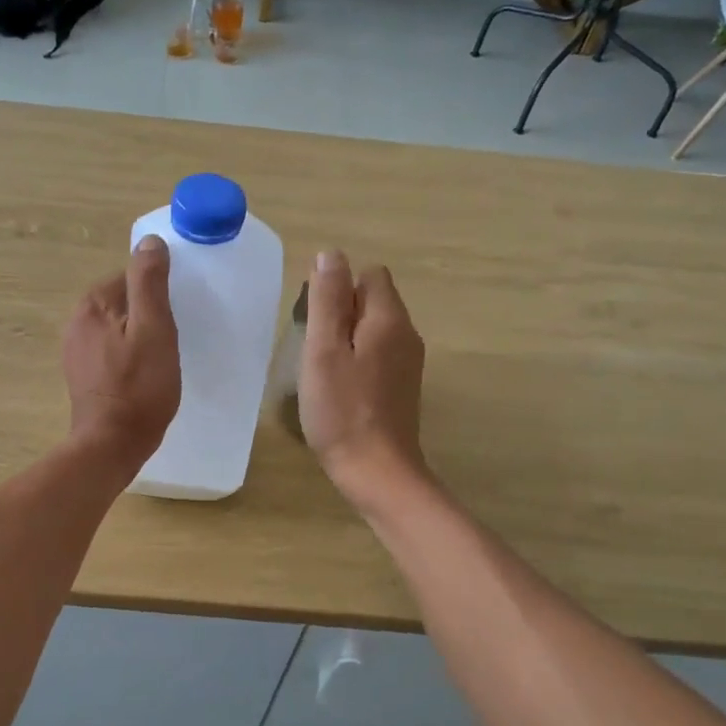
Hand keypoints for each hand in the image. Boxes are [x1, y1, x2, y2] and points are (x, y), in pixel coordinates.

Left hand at [62, 235, 180, 470]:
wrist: (112, 445)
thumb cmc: (139, 387)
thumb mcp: (154, 329)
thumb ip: (150, 283)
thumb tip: (150, 242)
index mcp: (93, 303)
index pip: (132, 277)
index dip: (158, 296)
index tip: (175, 318)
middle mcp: (77, 321)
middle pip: (123, 302)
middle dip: (147, 315)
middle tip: (171, 340)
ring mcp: (75, 349)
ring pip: (117, 327)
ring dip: (138, 336)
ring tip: (160, 359)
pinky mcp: (81, 374)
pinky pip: (110, 350)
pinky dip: (127, 355)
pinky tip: (142, 375)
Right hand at [300, 250, 428, 506]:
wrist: (378, 471)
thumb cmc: (342, 410)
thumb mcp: (324, 350)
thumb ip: (328, 300)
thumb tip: (331, 254)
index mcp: (390, 319)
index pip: (370, 274)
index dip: (339, 288)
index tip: (316, 321)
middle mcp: (407, 334)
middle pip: (373, 299)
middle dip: (341, 312)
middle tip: (315, 349)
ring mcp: (409, 362)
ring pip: (374, 328)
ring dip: (347, 338)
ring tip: (324, 370)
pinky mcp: (404, 385)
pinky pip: (379, 353)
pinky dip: (358, 359)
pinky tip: (341, 388)